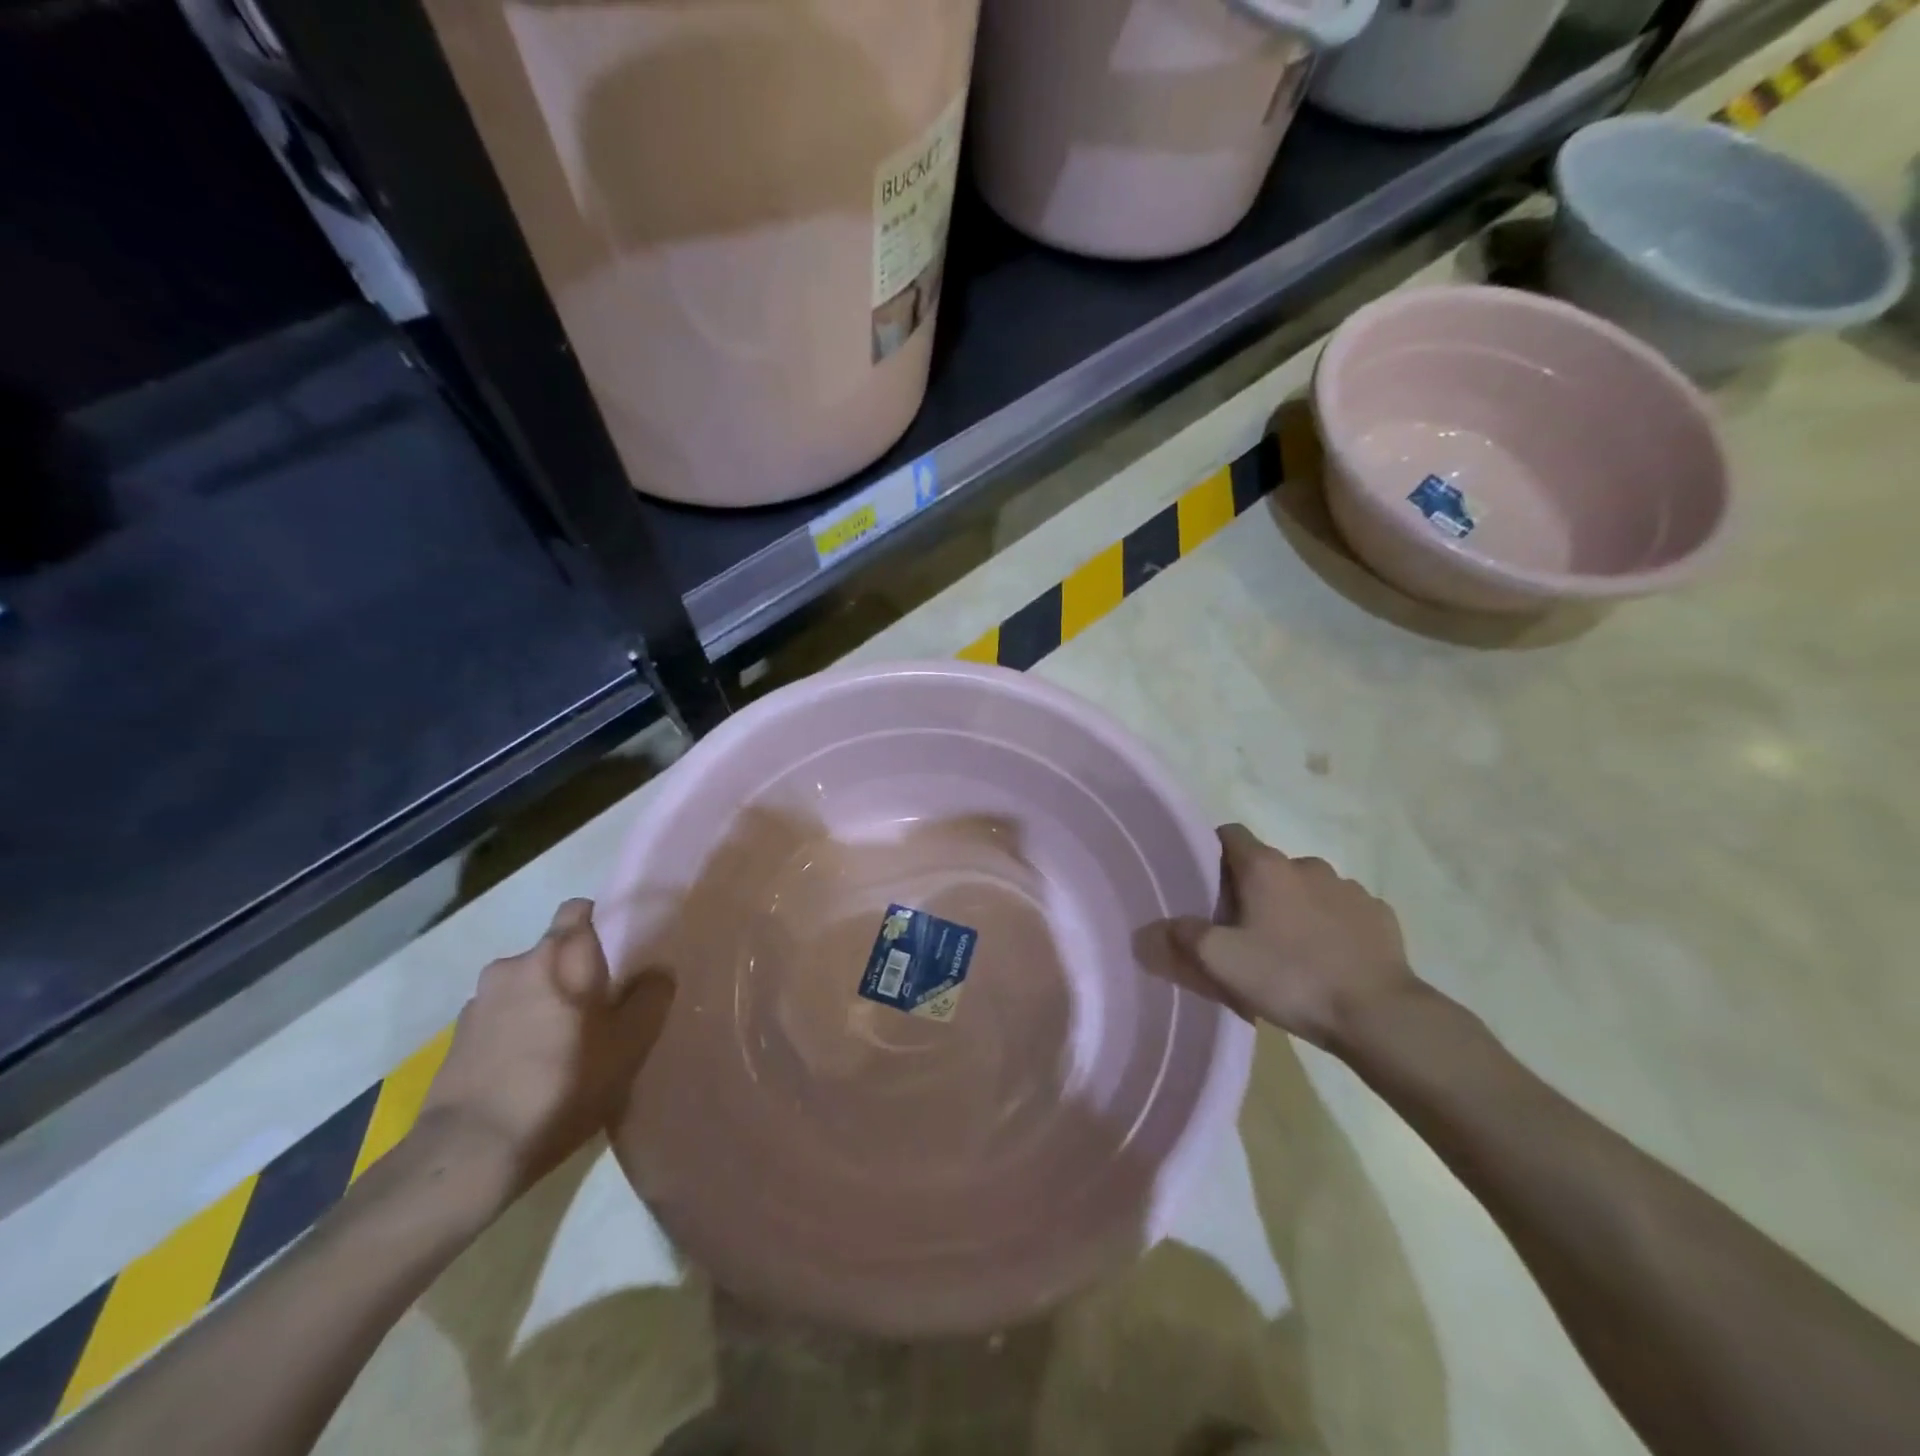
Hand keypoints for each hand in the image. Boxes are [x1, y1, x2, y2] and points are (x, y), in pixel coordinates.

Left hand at [416, 899, 672, 1201]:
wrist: (470, 1152)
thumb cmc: (563, 1084)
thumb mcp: (629, 1045)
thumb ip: (651, 997)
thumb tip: (657, 971)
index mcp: (561, 955)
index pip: (578, 909)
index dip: (598, 922)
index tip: (617, 952)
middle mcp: (515, 964)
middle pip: (553, 952)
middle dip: (573, 972)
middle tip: (597, 1009)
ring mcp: (479, 1001)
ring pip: (525, 985)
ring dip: (541, 1002)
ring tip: (560, 1046)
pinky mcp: (456, 1038)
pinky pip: (499, 1018)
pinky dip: (515, 1031)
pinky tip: (526, 1070)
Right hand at [1173, 824, 1418, 1049]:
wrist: (1379, 1014)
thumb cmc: (1290, 977)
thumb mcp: (1221, 962)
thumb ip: (1181, 938)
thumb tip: (1148, 930)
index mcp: (1266, 867)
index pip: (1230, 834)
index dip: (1213, 852)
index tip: (1207, 884)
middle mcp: (1307, 865)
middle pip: (1268, 866)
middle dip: (1255, 890)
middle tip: (1244, 931)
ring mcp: (1349, 888)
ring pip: (1308, 888)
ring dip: (1296, 907)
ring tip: (1291, 950)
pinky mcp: (1380, 915)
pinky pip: (1344, 911)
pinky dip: (1332, 926)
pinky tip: (1331, 959)